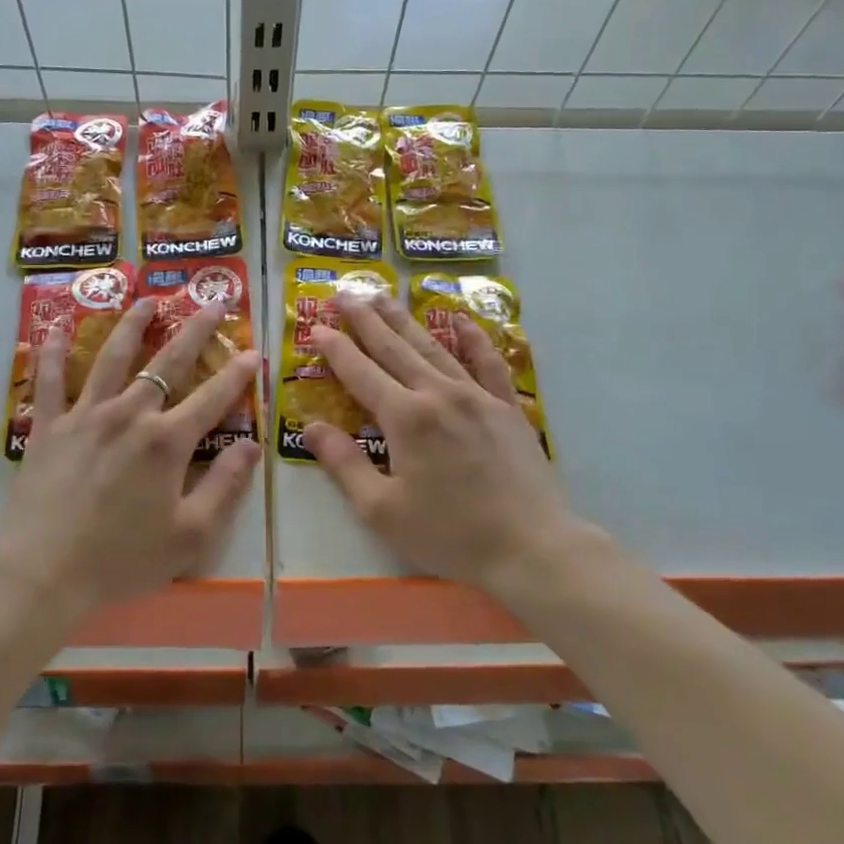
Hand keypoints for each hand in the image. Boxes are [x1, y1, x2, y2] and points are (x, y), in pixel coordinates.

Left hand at [0, 297, 261, 618]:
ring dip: (133, 324)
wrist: (41, 574)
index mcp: (166, 442)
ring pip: (112, 356)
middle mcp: (129, 414)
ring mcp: (84, 415)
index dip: (238, 374)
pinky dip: (53, 351)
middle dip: (195, 330)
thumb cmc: (121, 560)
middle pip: (168, 362)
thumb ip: (225, 487)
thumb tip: (251, 446)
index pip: (213, 398)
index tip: (254, 352)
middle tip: (212, 302)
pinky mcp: (48, 427)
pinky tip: (55, 327)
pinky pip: (50, 380)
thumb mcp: (190, 536)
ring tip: (148, 300)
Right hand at [302, 296, 606, 600]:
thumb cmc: (450, 534)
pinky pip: (488, 363)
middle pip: (395, 348)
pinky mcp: (507, 408)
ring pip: (434, 347)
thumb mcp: (382, 509)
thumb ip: (344, 464)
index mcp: (406, 418)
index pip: (361, 372)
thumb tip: (311, 427)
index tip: (316, 327)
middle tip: (344, 294)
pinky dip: (474, 339)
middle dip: (365, 320)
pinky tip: (463, 320)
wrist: (532, 548)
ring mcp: (477, 397)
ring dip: (405, 320)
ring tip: (384, 296)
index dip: (335, 349)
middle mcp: (439, 394)